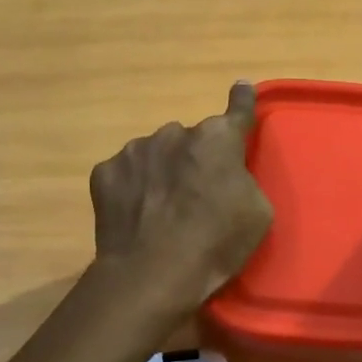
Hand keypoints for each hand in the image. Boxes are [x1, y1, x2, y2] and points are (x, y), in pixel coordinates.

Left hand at [91, 82, 273, 309]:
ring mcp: (134, 151)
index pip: (237, 111)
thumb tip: (229, 174)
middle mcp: (173, 133)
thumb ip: (245, 180)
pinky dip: (133, 188)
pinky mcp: (104, 173)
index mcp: (216, 139)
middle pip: (190, 140)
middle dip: (194, 159)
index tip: (241, 88)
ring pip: (155, 153)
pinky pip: (126, 174)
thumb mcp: (257, 213)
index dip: (242, 101)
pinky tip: (138, 216)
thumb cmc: (217, 243)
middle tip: (196, 195)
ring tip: (163, 210)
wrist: (153, 273)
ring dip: (162, 171)